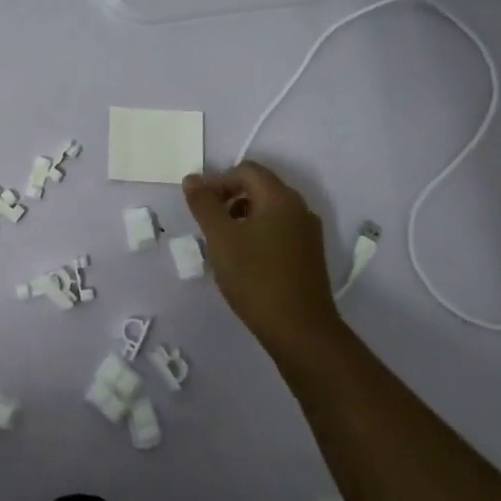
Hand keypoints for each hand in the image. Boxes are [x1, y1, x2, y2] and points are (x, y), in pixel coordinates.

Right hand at [183, 161, 341, 346]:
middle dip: (229, 198)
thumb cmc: (256, 278)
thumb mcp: (221, 238)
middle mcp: (299, 208)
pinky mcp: (309, 255)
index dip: (218, 181)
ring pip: (269, 210)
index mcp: (280, 198)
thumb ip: (204, 205)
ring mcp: (307, 233)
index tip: (199, 207)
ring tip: (222, 243)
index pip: (246, 170)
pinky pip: (279, 230)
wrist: (300, 330)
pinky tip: (243, 259)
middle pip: (259, 187)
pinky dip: (257, 233)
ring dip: (242, 216)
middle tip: (207, 224)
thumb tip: (192, 179)